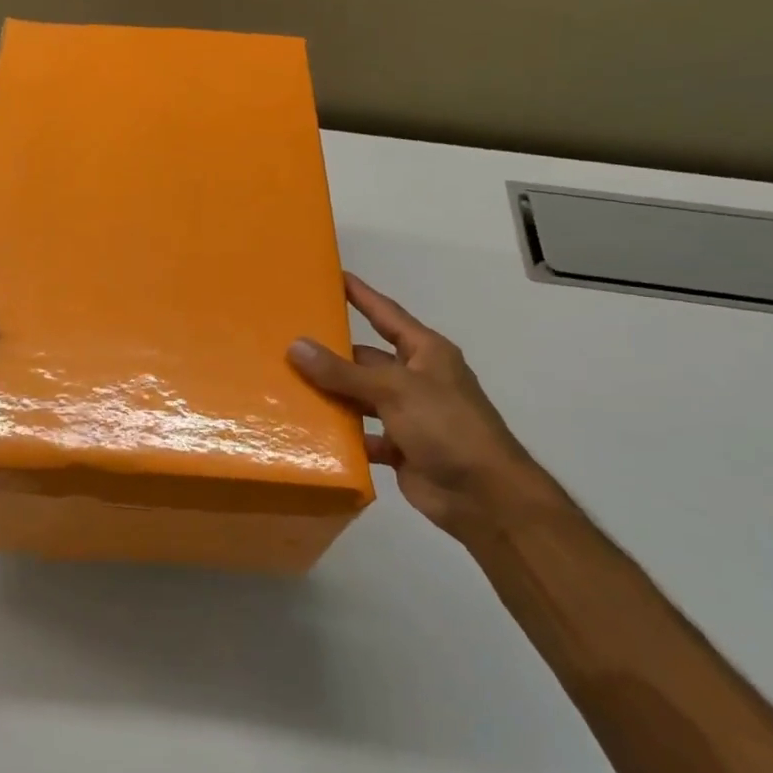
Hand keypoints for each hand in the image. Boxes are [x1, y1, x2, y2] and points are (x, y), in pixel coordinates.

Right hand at [288, 274, 556, 536]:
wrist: (485, 497)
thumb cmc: (447, 427)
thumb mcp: (394, 390)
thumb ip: (343, 371)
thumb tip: (296, 346)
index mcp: (425, 353)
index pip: (386, 314)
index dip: (361, 295)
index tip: (333, 276)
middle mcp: (416, 378)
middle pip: (366, 358)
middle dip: (332, 352)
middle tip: (288, 340)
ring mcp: (408, 414)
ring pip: (360, 396)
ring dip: (331, 394)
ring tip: (287, 382)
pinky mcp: (399, 447)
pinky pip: (361, 433)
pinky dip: (340, 432)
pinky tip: (308, 429)